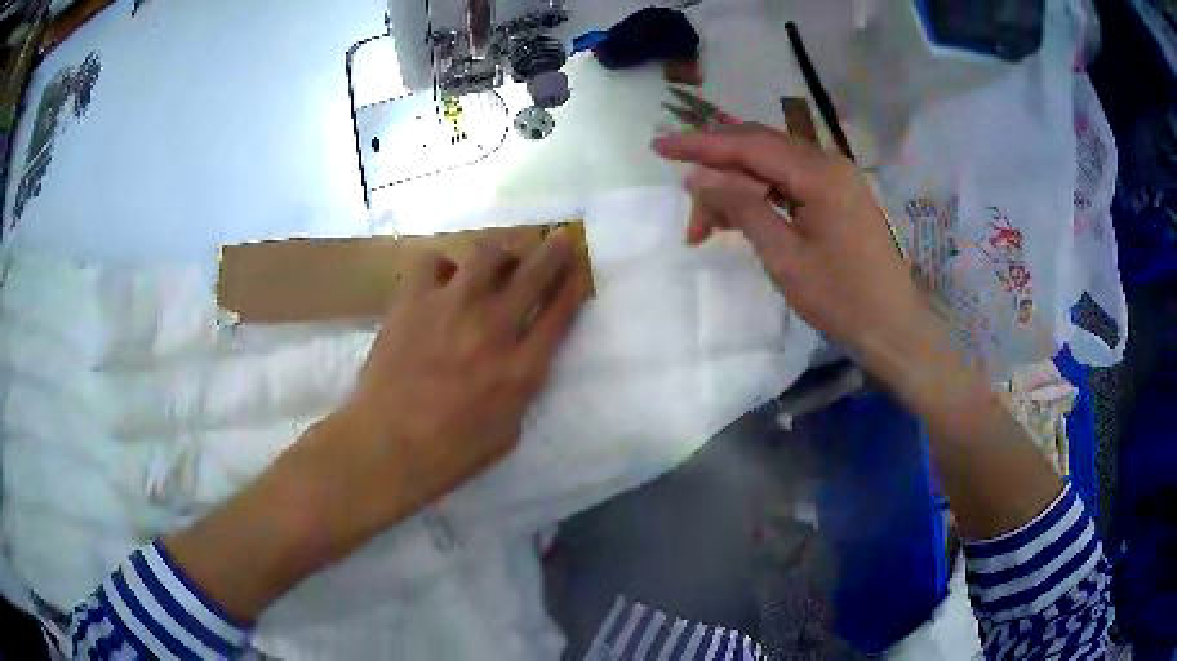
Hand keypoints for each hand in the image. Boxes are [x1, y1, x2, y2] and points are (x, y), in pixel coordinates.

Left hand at [294, 230, 588, 551]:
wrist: (385, 447)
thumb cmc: (449, 453)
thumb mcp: (507, 434)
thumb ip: (522, 391)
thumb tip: (523, 360)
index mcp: (521, 369)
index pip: (560, 312)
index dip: (575, 283)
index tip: (581, 266)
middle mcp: (493, 328)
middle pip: (533, 274)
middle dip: (553, 251)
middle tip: (560, 238)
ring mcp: (451, 308)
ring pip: (487, 254)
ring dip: (501, 250)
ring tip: (501, 255)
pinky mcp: (413, 301)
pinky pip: (431, 261)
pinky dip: (442, 266)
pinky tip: (442, 280)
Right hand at [652, 124, 931, 366]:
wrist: (894, 327)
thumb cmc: (842, 299)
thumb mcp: (784, 257)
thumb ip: (742, 207)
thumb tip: (699, 176)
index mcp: (820, 173)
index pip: (748, 146)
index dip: (700, 144)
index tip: (659, 146)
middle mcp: (829, 162)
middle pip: (759, 148)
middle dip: (716, 166)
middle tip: (684, 195)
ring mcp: (837, 177)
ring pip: (773, 164)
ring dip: (737, 185)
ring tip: (708, 222)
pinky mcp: (839, 195)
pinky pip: (790, 181)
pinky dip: (760, 193)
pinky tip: (740, 214)